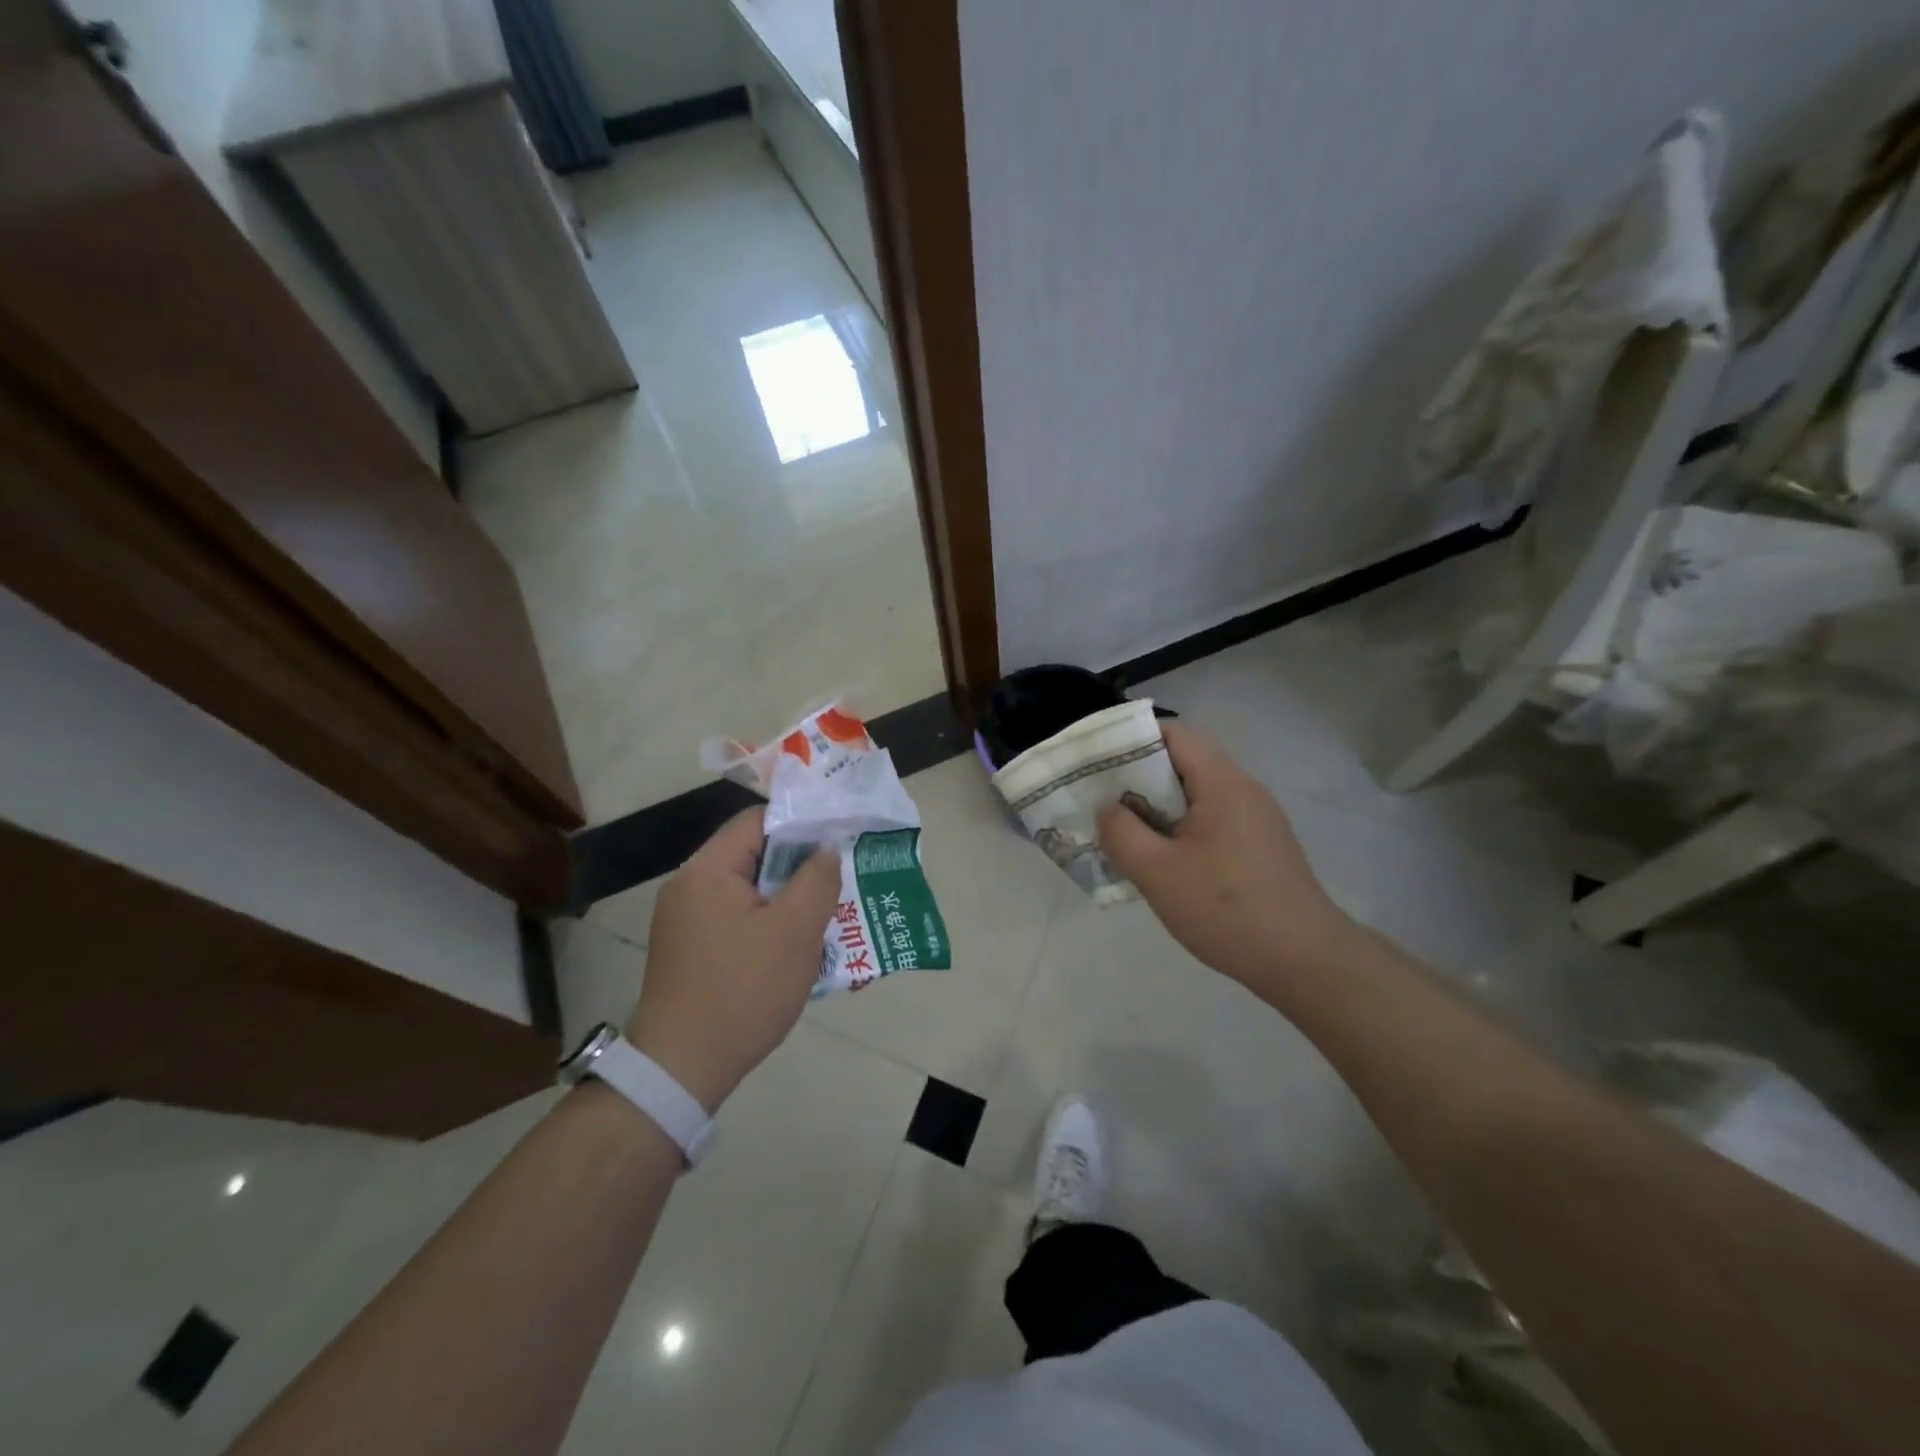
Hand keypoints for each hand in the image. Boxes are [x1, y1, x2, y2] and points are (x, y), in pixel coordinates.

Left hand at [625, 810, 841, 1110]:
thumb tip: (825, 850)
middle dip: (798, 866)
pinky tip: (794, 947)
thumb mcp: (795, 931)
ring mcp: (684, 920)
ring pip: (747, 890)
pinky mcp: (689, 950)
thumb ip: (817, 880)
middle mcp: (689, 886)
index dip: (801, 824)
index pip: (757, 821)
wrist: (682, 1069)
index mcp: (708, 870)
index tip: (837, 840)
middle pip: (752, 855)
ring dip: (785, 898)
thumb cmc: (743, 990)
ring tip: (825, 914)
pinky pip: (735, 919)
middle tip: (837, 880)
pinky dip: (766, 923)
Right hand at [1097, 724, 1355, 1001]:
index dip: (1131, 740)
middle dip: (1137, 778)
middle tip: (1100, 801)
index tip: (1096, 763)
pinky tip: (1161, 861)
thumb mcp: (1158, 873)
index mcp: (1222, 783)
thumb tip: (1106, 808)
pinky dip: (1179, 828)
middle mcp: (1243, 789)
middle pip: (1183, 762)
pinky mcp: (1260, 846)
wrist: (1305, 962)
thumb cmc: (1226, 910)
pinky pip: (1211, 820)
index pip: (1173, 733)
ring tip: (1123, 832)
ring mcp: (1256, 818)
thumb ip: (1122, 833)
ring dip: (1157, 808)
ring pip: (1195, 795)